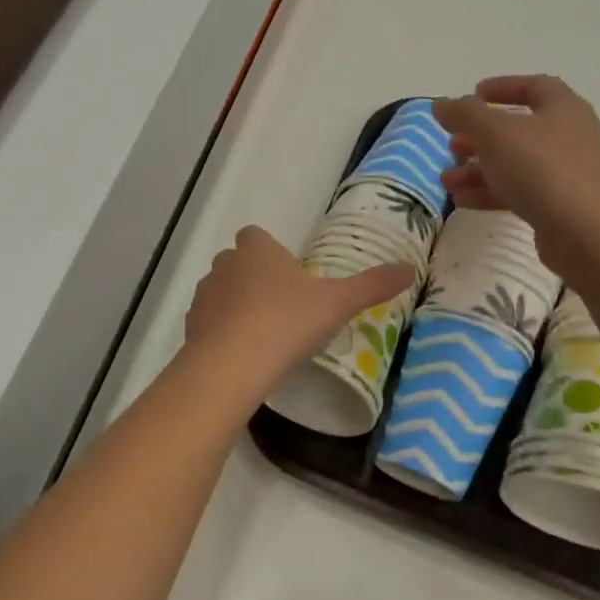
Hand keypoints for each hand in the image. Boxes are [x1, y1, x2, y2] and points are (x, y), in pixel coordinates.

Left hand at [184, 226, 413, 402]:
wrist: (232, 364)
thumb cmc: (287, 322)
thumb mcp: (337, 303)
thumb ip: (372, 285)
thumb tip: (409, 268)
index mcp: (257, 250)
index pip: (255, 236)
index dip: (270, 252)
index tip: (290, 277)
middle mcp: (225, 264)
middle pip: (237, 262)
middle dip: (253, 278)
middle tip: (281, 308)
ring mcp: (204, 295)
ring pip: (221, 291)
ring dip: (236, 305)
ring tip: (262, 335)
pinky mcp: (191, 325)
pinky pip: (209, 321)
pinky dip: (222, 332)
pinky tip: (242, 355)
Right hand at [433, 75, 599, 276]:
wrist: (591, 233)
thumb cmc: (543, 169)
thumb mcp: (496, 134)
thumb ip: (465, 115)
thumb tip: (440, 103)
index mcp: (562, 109)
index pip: (534, 87)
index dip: (503, 87)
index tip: (472, 95)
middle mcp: (569, 137)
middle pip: (519, 130)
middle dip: (480, 137)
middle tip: (452, 145)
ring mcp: (567, 174)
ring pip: (515, 165)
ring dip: (479, 169)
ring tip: (447, 181)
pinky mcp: (560, 207)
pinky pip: (520, 192)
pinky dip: (490, 193)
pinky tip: (463, 202)